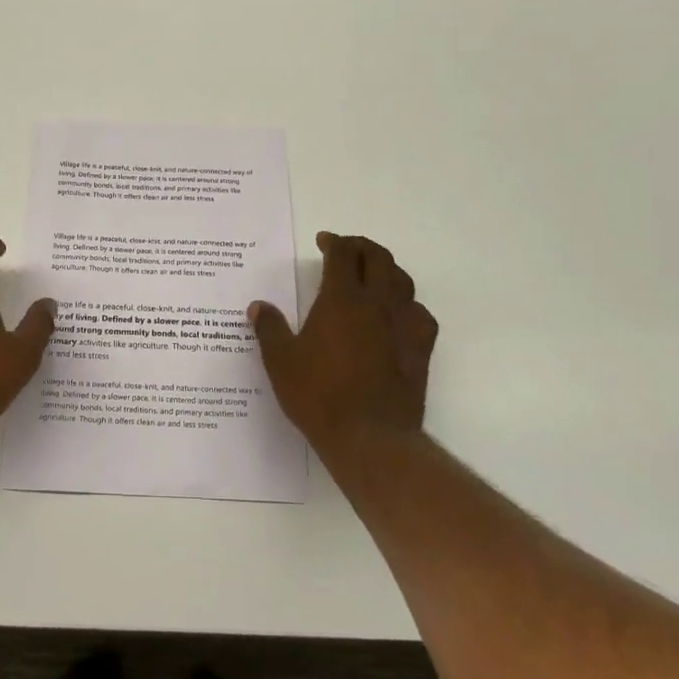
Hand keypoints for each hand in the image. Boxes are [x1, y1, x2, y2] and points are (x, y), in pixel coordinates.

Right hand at [250, 232, 437, 452]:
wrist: (368, 436)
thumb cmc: (318, 395)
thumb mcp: (281, 362)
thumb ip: (270, 329)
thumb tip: (258, 306)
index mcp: (341, 300)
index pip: (343, 255)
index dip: (334, 242)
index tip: (324, 241)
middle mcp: (377, 304)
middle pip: (378, 259)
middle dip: (362, 247)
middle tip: (347, 249)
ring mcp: (403, 326)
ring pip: (403, 282)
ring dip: (387, 270)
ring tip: (373, 274)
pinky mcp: (420, 350)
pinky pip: (420, 314)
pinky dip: (408, 305)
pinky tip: (398, 315)